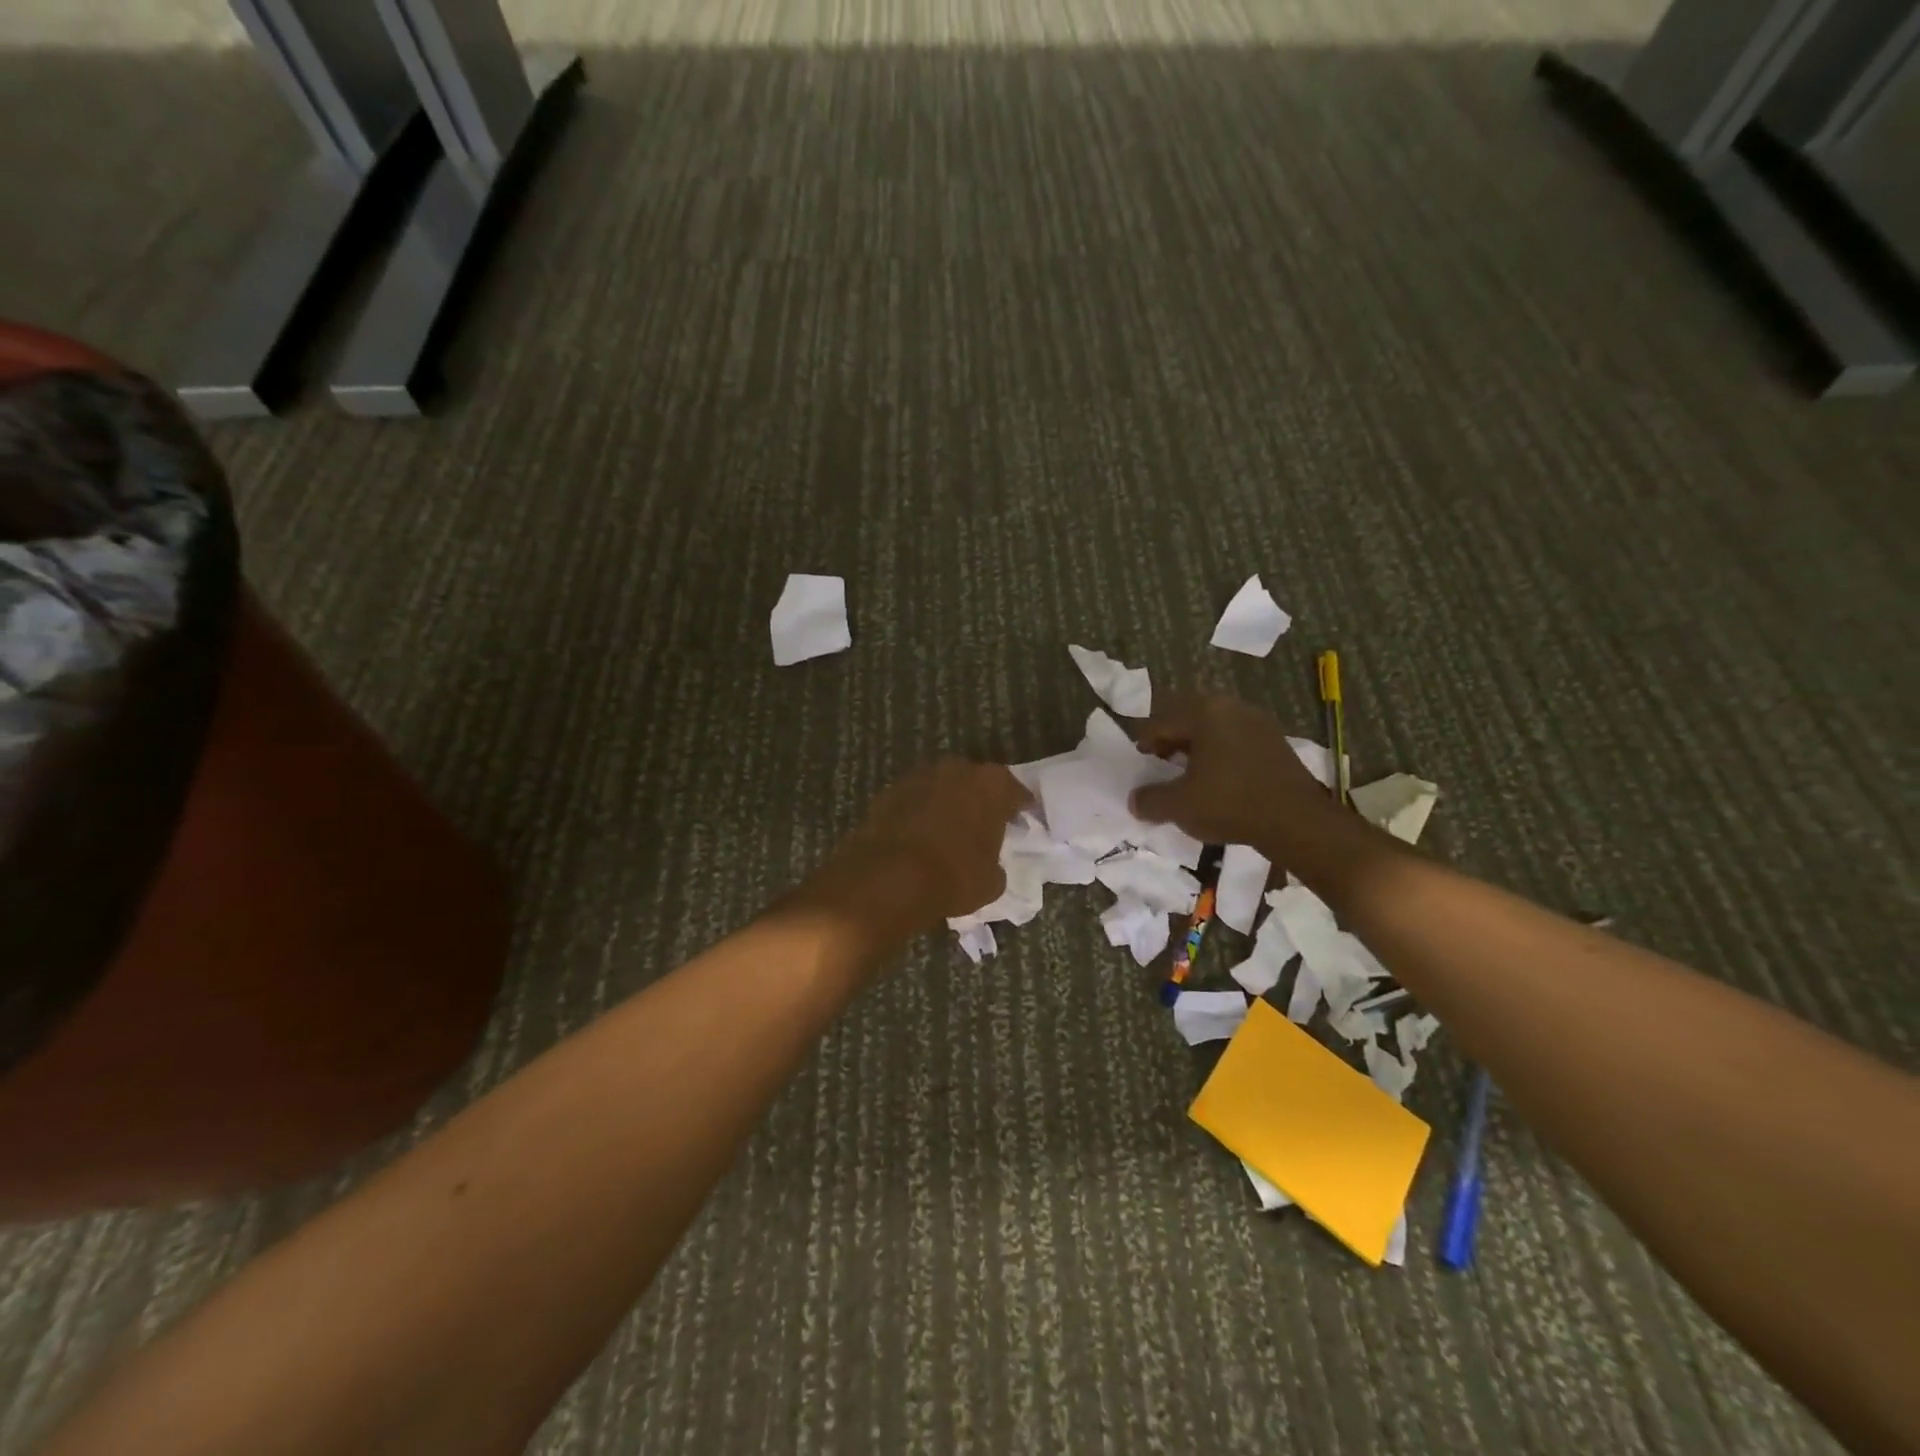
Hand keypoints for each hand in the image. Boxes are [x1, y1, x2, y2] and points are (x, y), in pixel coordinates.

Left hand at [794, 757, 1030, 955]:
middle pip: (975, 782)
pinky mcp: (889, 791)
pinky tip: (919, 836)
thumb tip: (988, 864)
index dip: (1020, 807)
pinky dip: (918, 813)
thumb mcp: (992, 881)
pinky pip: (914, 800)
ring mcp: (919, 776)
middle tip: (983, 823)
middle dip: (979, 800)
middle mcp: (956, 769)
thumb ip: (995, 864)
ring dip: (946, 804)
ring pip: (941, 787)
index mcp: (991, 784)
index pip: (1015, 791)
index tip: (1022, 818)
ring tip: (948, 830)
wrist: (889, 876)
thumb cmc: (954, 875)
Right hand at [1130, 692, 1357, 867]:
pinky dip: (1222, 756)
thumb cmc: (1229, 803)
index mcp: (1204, 712)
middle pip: (1190, 721)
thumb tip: (1134, 800)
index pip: (1162, 722)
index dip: (1145, 742)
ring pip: (1216, 731)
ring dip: (1198, 749)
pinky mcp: (1278, 742)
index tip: (1139, 761)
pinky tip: (1219, 780)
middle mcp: (1232, 707)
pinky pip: (1237, 742)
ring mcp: (1260, 723)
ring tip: (1189, 774)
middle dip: (1173, 742)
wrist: (1296, 822)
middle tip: (1161, 764)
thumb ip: (1150, 799)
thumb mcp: (1178, 805)